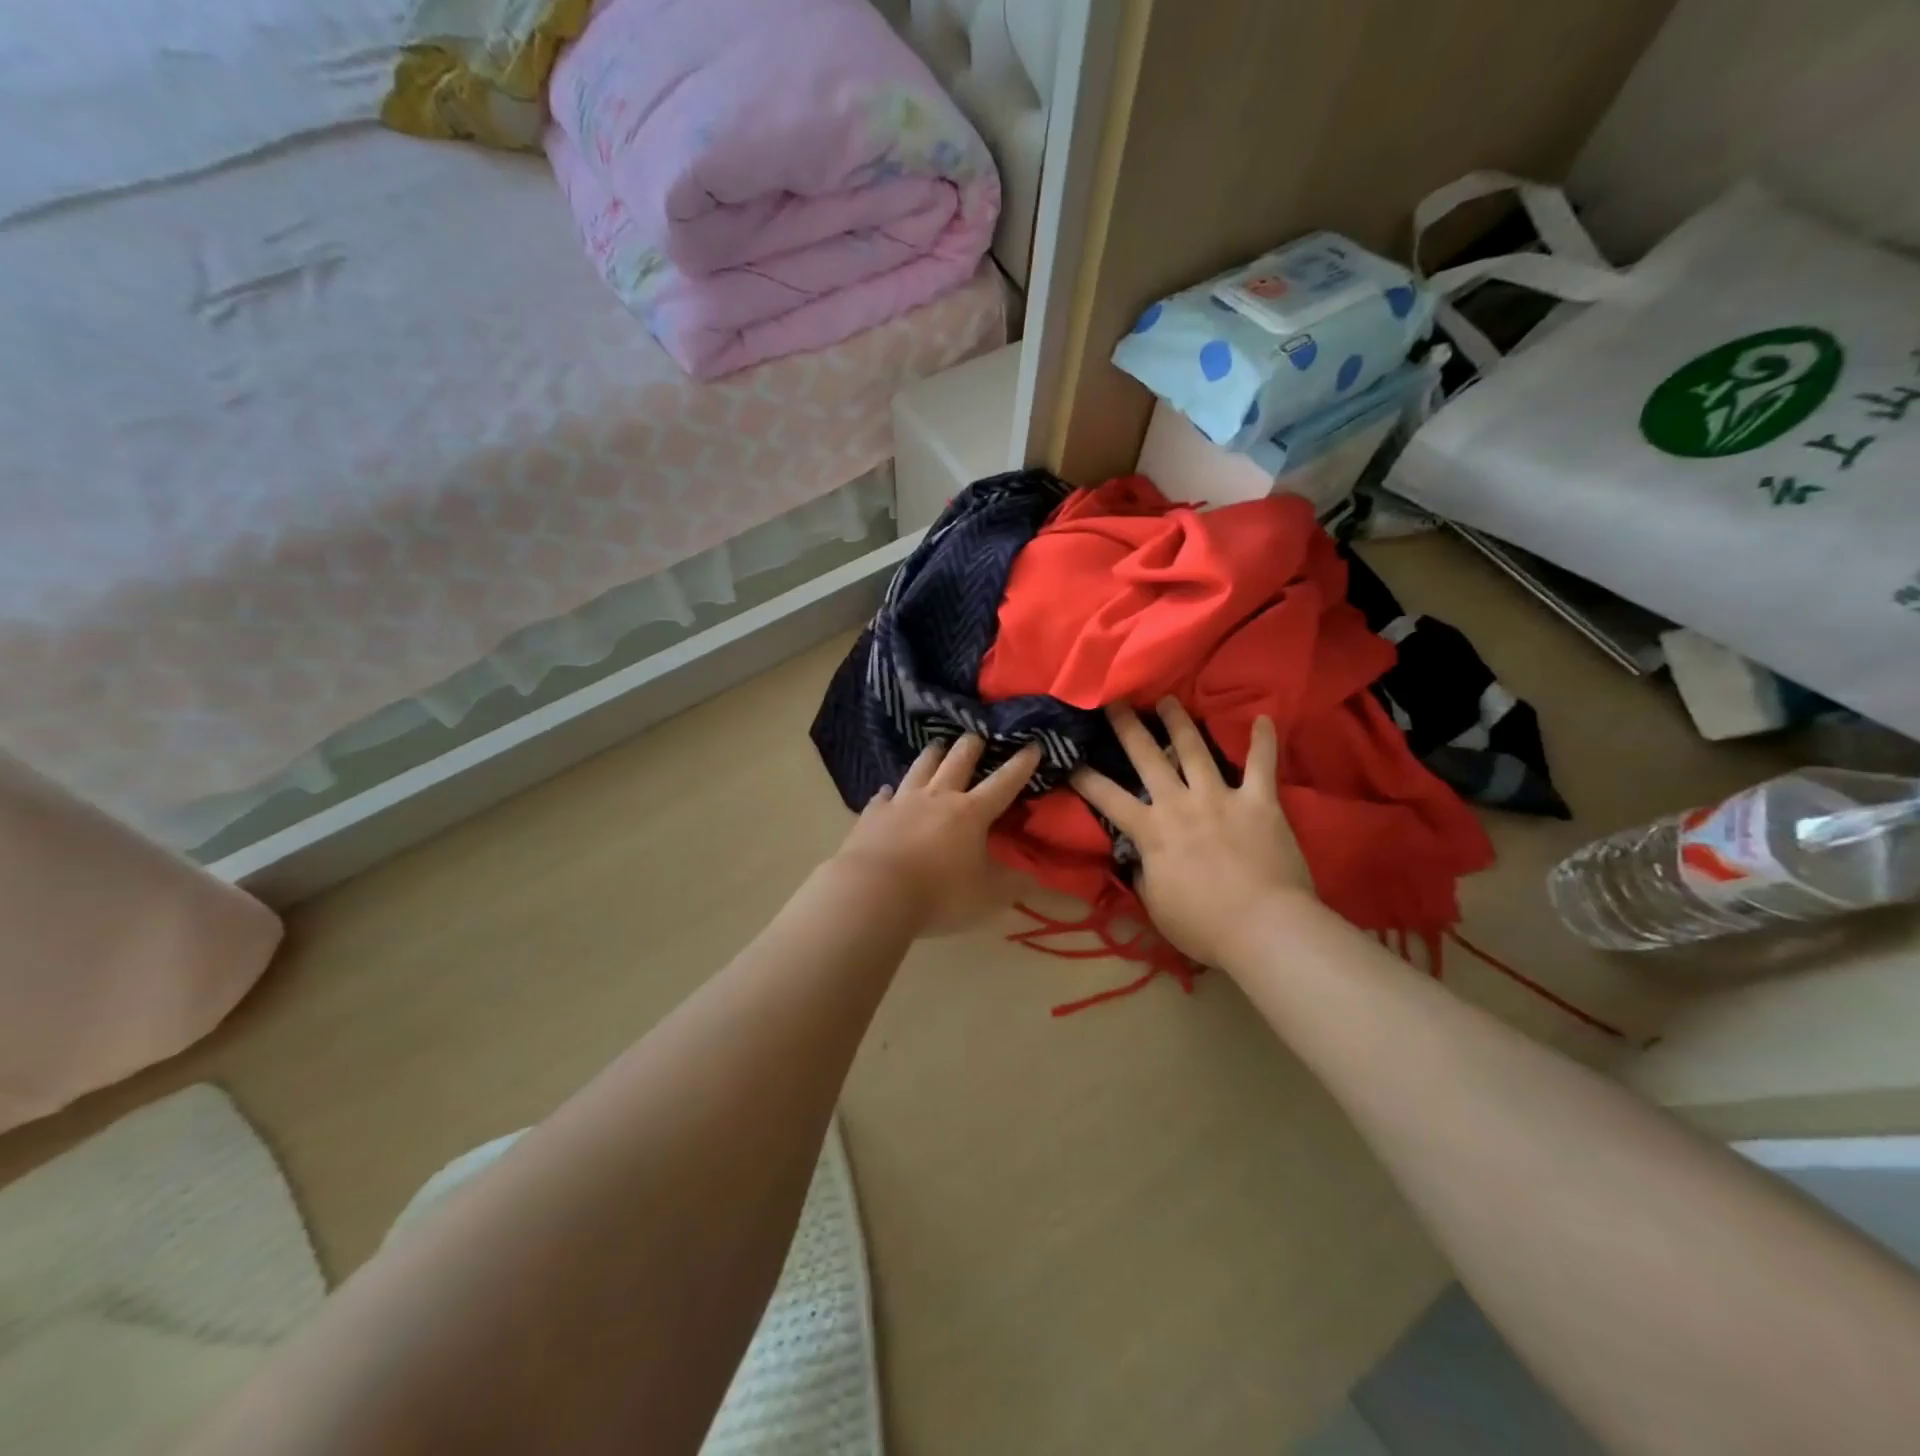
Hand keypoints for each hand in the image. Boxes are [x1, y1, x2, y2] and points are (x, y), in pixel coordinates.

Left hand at [832, 736, 1042, 934]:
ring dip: (932, 755)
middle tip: (977, 733)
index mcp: (970, 813)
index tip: (1033, 745)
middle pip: (957, 761)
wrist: (874, 892)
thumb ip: (1012, 884)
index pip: (1003, 783)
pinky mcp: (873, 814)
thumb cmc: (938, 894)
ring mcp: (902, 802)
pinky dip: (889, 792)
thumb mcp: (987, 897)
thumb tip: (1034, 875)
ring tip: (937, 744)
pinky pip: (883, 796)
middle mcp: (937, 797)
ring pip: (920, 768)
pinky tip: (887, 791)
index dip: (1021, 765)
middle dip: (972, 745)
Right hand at [1070, 701, 1313, 967]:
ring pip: (1195, 749)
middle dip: (1128, 727)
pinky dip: (1263, 741)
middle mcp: (1180, 803)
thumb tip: (1139, 855)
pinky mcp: (1259, 802)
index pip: (1107, 798)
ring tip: (1169, 700)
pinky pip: (1262, 765)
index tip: (1069, 758)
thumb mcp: (1155, 903)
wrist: (1263, 928)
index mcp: (1151, 831)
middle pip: (1148, 757)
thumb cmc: (1203, 925)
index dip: (1084, 777)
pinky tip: (1265, 718)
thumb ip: (1143, 872)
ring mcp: (1220, 798)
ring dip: (1179, 722)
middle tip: (1115, 701)